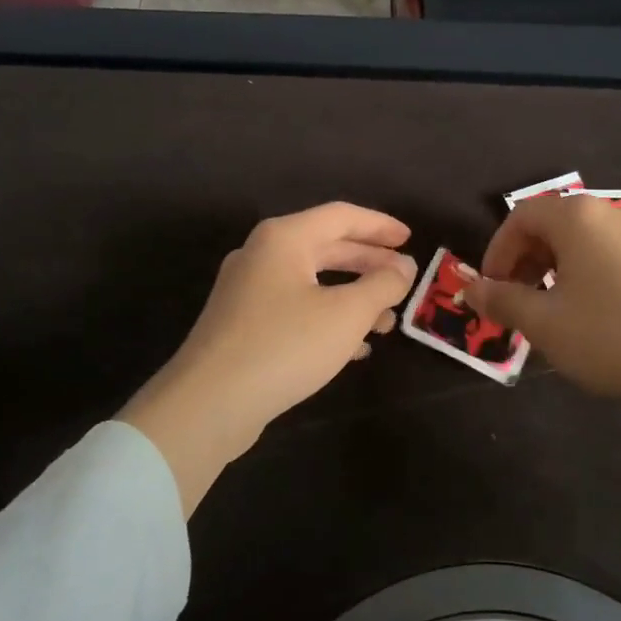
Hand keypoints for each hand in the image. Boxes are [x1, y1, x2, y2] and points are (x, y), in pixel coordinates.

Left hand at [120, 203, 417, 513]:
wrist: (209, 403)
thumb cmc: (285, 345)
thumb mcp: (347, 314)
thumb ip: (382, 285)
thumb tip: (404, 266)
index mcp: (284, 239)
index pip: (341, 216)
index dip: (380, 225)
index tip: (411, 239)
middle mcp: (262, 256)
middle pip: (326, 247)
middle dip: (369, 264)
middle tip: (404, 279)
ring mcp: (247, 291)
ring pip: (312, 282)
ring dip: (352, 297)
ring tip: (387, 321)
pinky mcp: (242, 326)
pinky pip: (295, 309)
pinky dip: (327, 319)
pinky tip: (354, 349)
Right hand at [465, 195, 620, 472]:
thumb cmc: (610, 334)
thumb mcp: (544, 322)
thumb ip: (502, 300)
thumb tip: (470, 290)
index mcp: (578, 217)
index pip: (521, 217)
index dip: (498, 251)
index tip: (492, 289)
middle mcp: (612, 211)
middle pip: (553, 224)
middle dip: (525, 260)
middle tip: (517, 301)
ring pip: (584, 239)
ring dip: (556, 267)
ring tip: (552, 308)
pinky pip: (612, 252)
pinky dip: (588, 271)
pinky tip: (592, 310)